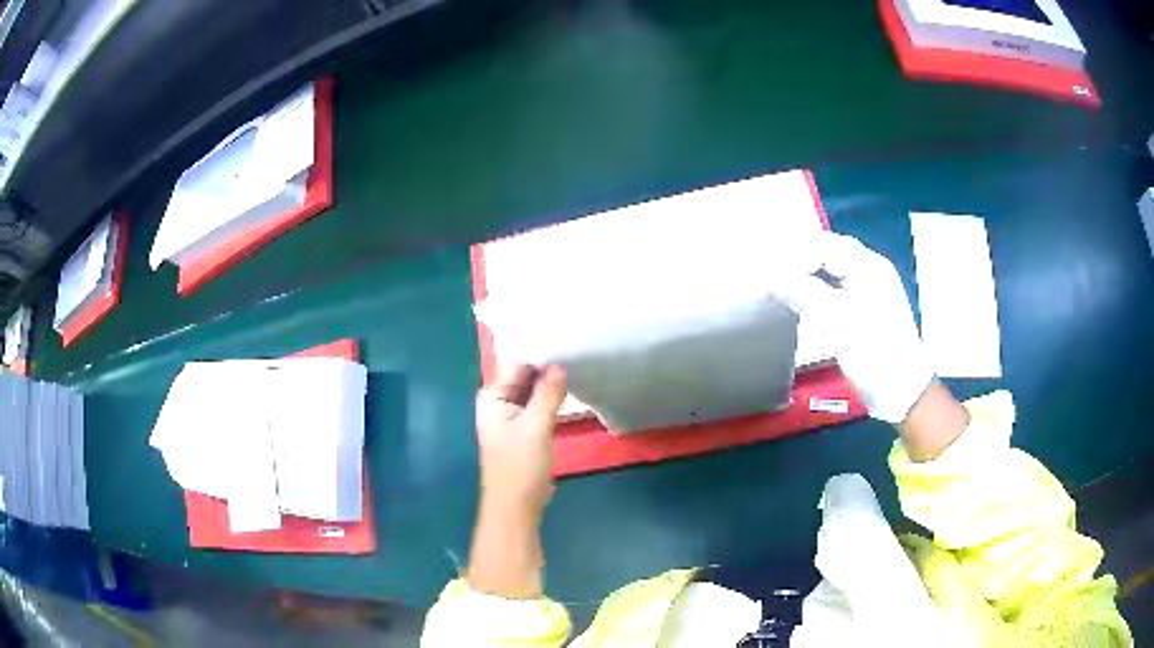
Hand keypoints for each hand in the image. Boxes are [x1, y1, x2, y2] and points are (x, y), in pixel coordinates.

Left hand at [467, 363, 566, 599]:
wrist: (516, 508)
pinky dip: (552, 396)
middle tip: (578, 344)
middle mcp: (499, 400)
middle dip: (548, 362)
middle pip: (525, 373)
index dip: (540, 349)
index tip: (566, 335)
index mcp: (492, 395)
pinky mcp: (524, 428)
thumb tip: (560, 364)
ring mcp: (511, 415)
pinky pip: (538, 404)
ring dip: (552, 380)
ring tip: (579, 359)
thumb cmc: (519, 467)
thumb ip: (547, 393)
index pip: (517, 361)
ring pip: (534, 389)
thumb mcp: (536, 427)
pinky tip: (571, 386)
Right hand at [780, 233, 933, 423]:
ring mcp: (871, 289)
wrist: (902, 390)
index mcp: (869, 266)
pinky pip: (838, 287)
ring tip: (783, 286)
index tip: (771, 274)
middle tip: (772, 276)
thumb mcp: (836, 321)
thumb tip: (773, 279)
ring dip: (808, 275)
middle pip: (830, 252)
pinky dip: (819, 289)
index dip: (795, 255)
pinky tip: (804, 300)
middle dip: (800, 261)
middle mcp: (872, 270)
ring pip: (833, 270)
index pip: (824, 244)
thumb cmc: (874, 354)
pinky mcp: (868, 308)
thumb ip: (803, 294)